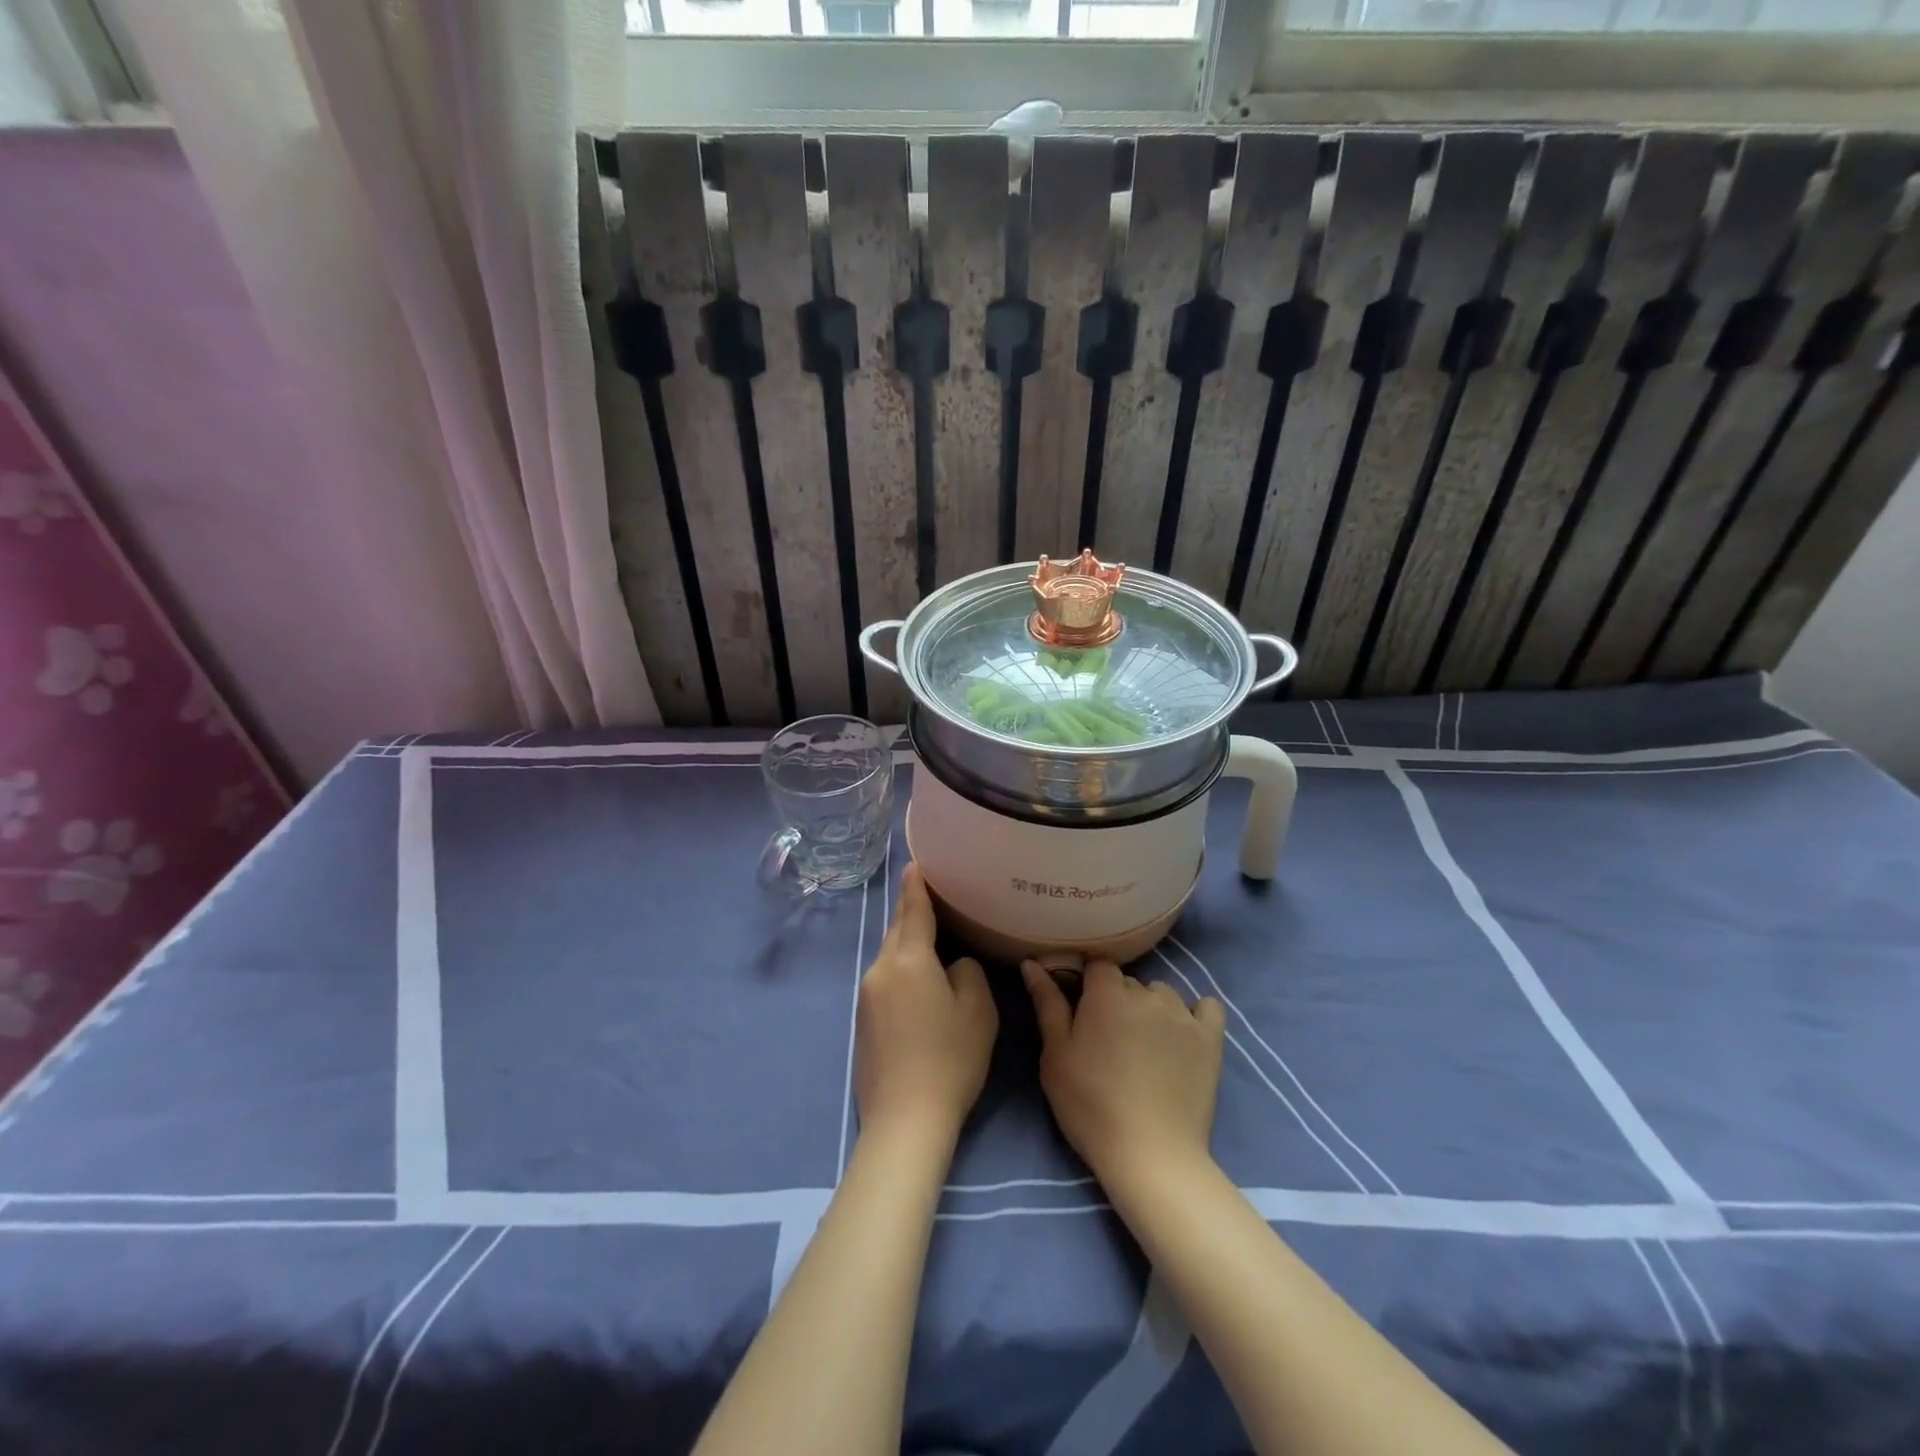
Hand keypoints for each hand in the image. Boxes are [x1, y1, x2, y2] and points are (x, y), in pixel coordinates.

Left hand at [854, 864, 997, 1142]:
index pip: (912, 910)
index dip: (916, 885)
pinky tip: (919, 986)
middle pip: (897, 931)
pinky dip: (902, 971)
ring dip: (908, 945)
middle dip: (912, 913)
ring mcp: (866, 997)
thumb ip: (967, 973)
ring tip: (933, 941)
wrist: (904, 1121)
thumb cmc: (949, 1059)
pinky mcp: (862, 1022)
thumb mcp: (978, 1011)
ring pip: (890, 957)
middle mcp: (880, 970)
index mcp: (908, 960)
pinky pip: (885, 980)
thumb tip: (952, 966)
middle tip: (934, 900)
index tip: (916, 863)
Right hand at [1021, 959, 1225, 1184]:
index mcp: (1107, 994)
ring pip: (1163, 994)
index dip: (1089, 985)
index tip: (1083, 1011)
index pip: (1098, 966)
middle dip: (1118, 1001)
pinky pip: (1208, 1007)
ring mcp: (1183, 1015)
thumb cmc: (1091, 1105)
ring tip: (1145, 1045)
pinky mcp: (1210, 1039)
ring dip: (1152, 1008)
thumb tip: (1032, 964)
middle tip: (1109, 1040)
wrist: (1150, 1155)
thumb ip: (1047, 1004)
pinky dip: (1196, 1014)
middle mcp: (1147, 994)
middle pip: (1129, 982)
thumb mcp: (1056, 1056)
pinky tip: (1184, 1035)